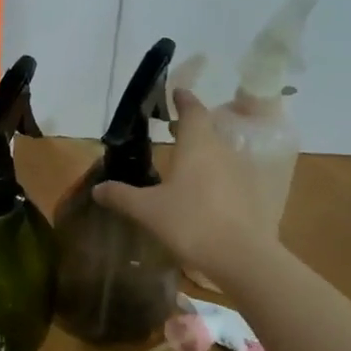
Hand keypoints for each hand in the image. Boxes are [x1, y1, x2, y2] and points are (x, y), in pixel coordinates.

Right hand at [92, 88, 272, 279]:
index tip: (176, 93)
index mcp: (197, 145)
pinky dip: (215, 175)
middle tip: (171, 129)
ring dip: (204, 152)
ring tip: (184, 162)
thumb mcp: (147, 210)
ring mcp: (242, 172)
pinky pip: (230, 175)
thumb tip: (97, 189)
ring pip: (221, 152)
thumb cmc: (190, 222)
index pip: (193, 110)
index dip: (184, 100)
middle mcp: (223, 150)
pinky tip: (203, 193)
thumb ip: (121, 196)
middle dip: (190, 127)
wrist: (242, 257)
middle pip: (208, 130)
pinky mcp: (252, 195)